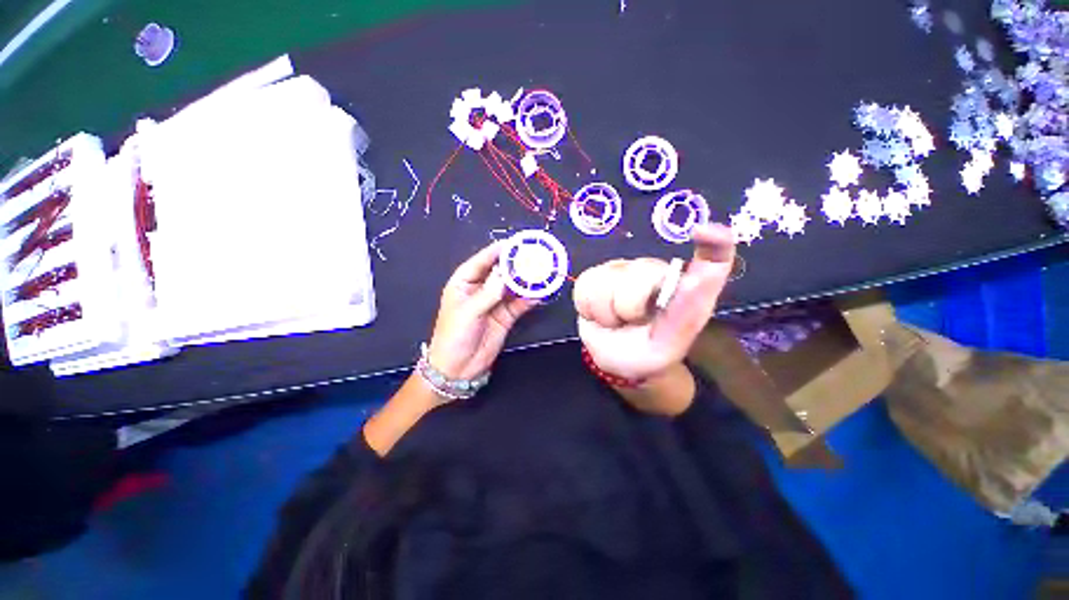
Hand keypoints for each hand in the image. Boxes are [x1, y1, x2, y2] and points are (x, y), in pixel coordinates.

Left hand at [427, 241, 536, 380]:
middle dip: (515, 265)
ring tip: (540, 273)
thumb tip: (504, 274)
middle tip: (532, 257)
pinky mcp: (505, 317)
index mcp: (464, 284)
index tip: (513, 243)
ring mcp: (494, 303)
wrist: (458, 368)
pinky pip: (519, 304)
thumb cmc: (453, 337)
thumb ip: (488, 293)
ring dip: (525, 281)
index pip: (481, 262)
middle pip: (500, 272)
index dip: (496, 252)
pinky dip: (529, 299)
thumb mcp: (468, 312)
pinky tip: (539, 294)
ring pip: (512, 287)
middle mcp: (480, 290)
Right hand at [573, 223, 735, 381]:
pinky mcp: (595, 276)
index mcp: (683, 287)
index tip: (703, 233)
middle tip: (631, 323)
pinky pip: (585, 285)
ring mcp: (621, 270)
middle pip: (636, 274)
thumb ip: (683, 312)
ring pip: (605, 282)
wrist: (613, 360)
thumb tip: (693, 277)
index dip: (713, 241)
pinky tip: (598, 315)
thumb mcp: (669, 345)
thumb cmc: (647, 352)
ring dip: (606, 313)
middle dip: (629, 308)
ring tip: (615, 322)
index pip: (711, 257)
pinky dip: (588, 308)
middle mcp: (654, 271)